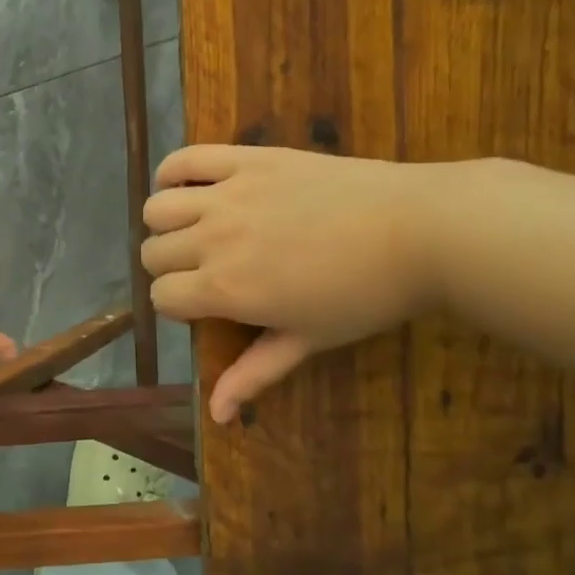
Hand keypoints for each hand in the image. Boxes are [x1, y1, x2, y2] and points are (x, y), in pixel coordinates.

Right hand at [142, 145, 447, 421]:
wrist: (421, 230)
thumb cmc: (366, 295)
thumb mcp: (308, 339)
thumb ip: (254, 373)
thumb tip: (216, 416)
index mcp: (225, 288)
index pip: (161, 297)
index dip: (177, 306)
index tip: (204, 307)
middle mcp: (213, 239)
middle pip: (153, 253)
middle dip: (170, 268)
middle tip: (205, 271)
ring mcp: (228, 194)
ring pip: (157, 208)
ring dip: (165, 224)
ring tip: (193, 230)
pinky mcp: (247, 159)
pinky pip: (186, 158)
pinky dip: (172, 171)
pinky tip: (187, 187)